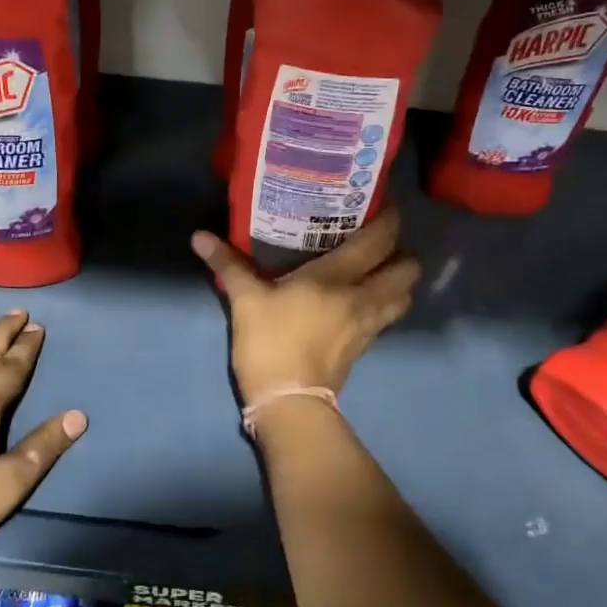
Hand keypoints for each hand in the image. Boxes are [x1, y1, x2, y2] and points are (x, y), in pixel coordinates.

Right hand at [191, 208, 420, 404]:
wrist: (289, 403)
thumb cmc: (270, 343)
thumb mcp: (245, 300)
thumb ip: (228, 264)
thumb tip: (199, 236)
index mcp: (338, 278)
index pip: (378, 241)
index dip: (389, 219)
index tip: (384, 203)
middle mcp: (363, 297)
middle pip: (408, 270)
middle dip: (402, 252)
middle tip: (379, 241)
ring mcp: (368, 325)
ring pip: (404, 296)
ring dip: (399, 281)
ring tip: (378, 269)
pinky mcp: (365, 347)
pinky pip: (387, 317)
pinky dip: (385, 303)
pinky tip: (363, 300)